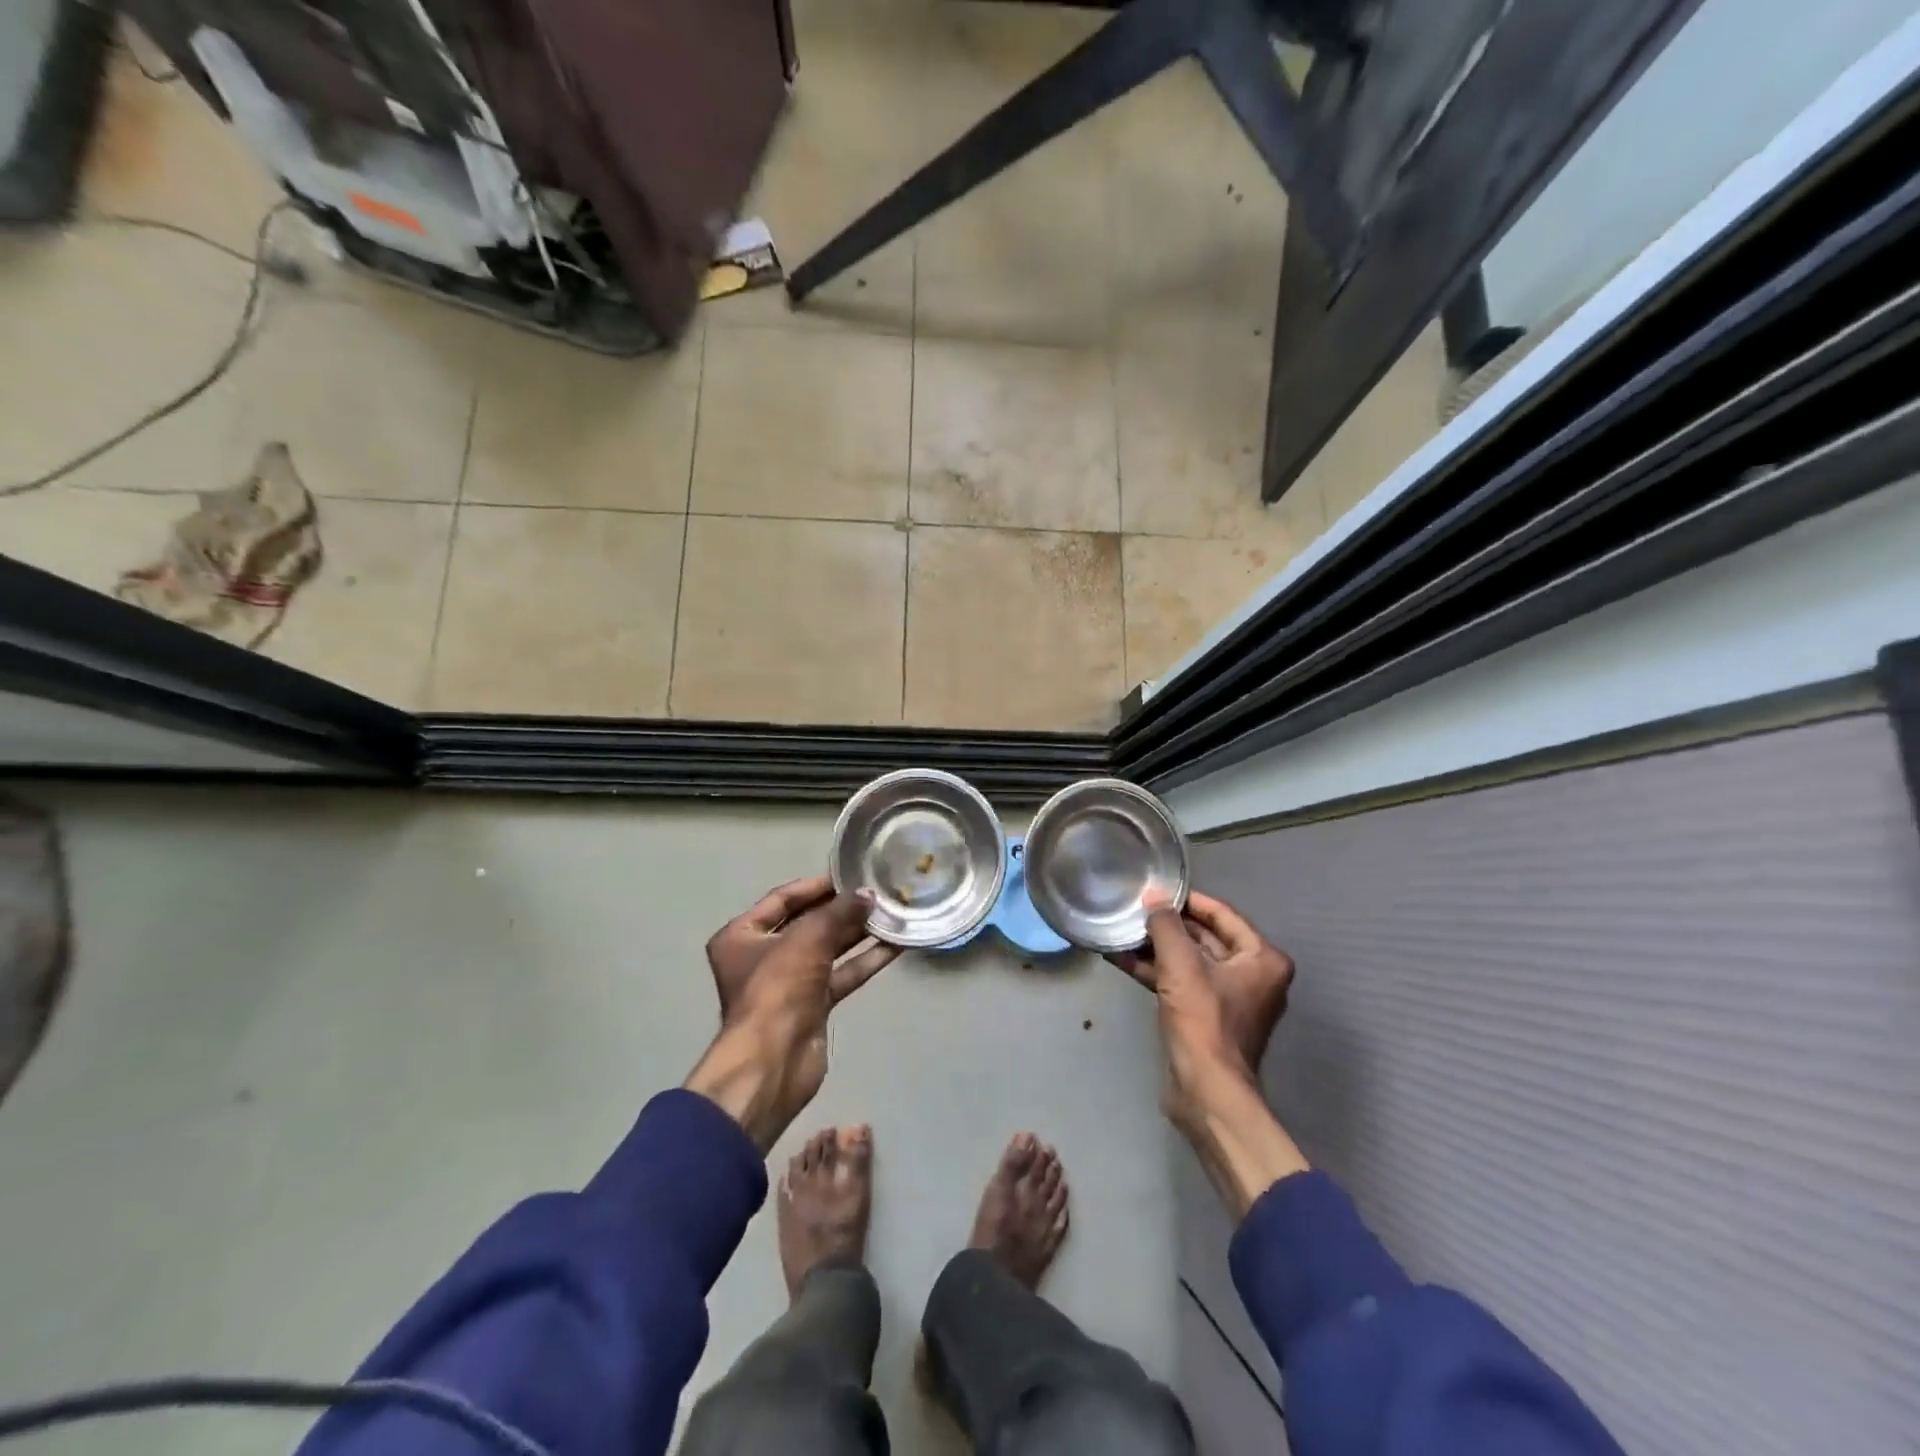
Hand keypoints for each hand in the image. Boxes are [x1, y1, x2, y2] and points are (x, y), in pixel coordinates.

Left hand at [686, 876, 899, 1149]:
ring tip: (892, 913)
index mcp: (741, 935)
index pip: (782, 899)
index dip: (817, 885)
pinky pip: (841, 974)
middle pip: (808, 923)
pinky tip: (895, 945)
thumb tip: (868, 895)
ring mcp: (788, 982)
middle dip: (842, 910)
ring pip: (828, 949)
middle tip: (878, 893)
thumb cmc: (778, 987)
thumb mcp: (808, 938)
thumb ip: (840, 912)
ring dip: (858, 933)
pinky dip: (865, 960)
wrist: (774, 1060)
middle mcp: (761, 956)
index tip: (850, 875)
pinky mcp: (812, 1005)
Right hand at [1110, 891, 1307, 1214]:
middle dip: (1167, 925)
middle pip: (1205, 937)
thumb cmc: (1203, 1021)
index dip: (1188, 900)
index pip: (1222, 914)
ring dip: (1155, 947)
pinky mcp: (1206, 1016)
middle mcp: (1252, 975)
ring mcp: (1229, 998)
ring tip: (1121, 930)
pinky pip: (1180, 981)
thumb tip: (1153, 896)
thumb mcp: (1180, 964)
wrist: (1206, 1092)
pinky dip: (1155, 970)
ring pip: (1188, 960)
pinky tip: (1121, 958)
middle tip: (1133, 908)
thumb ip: (1165, 925)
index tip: (1156, 890)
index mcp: (1262, 959)